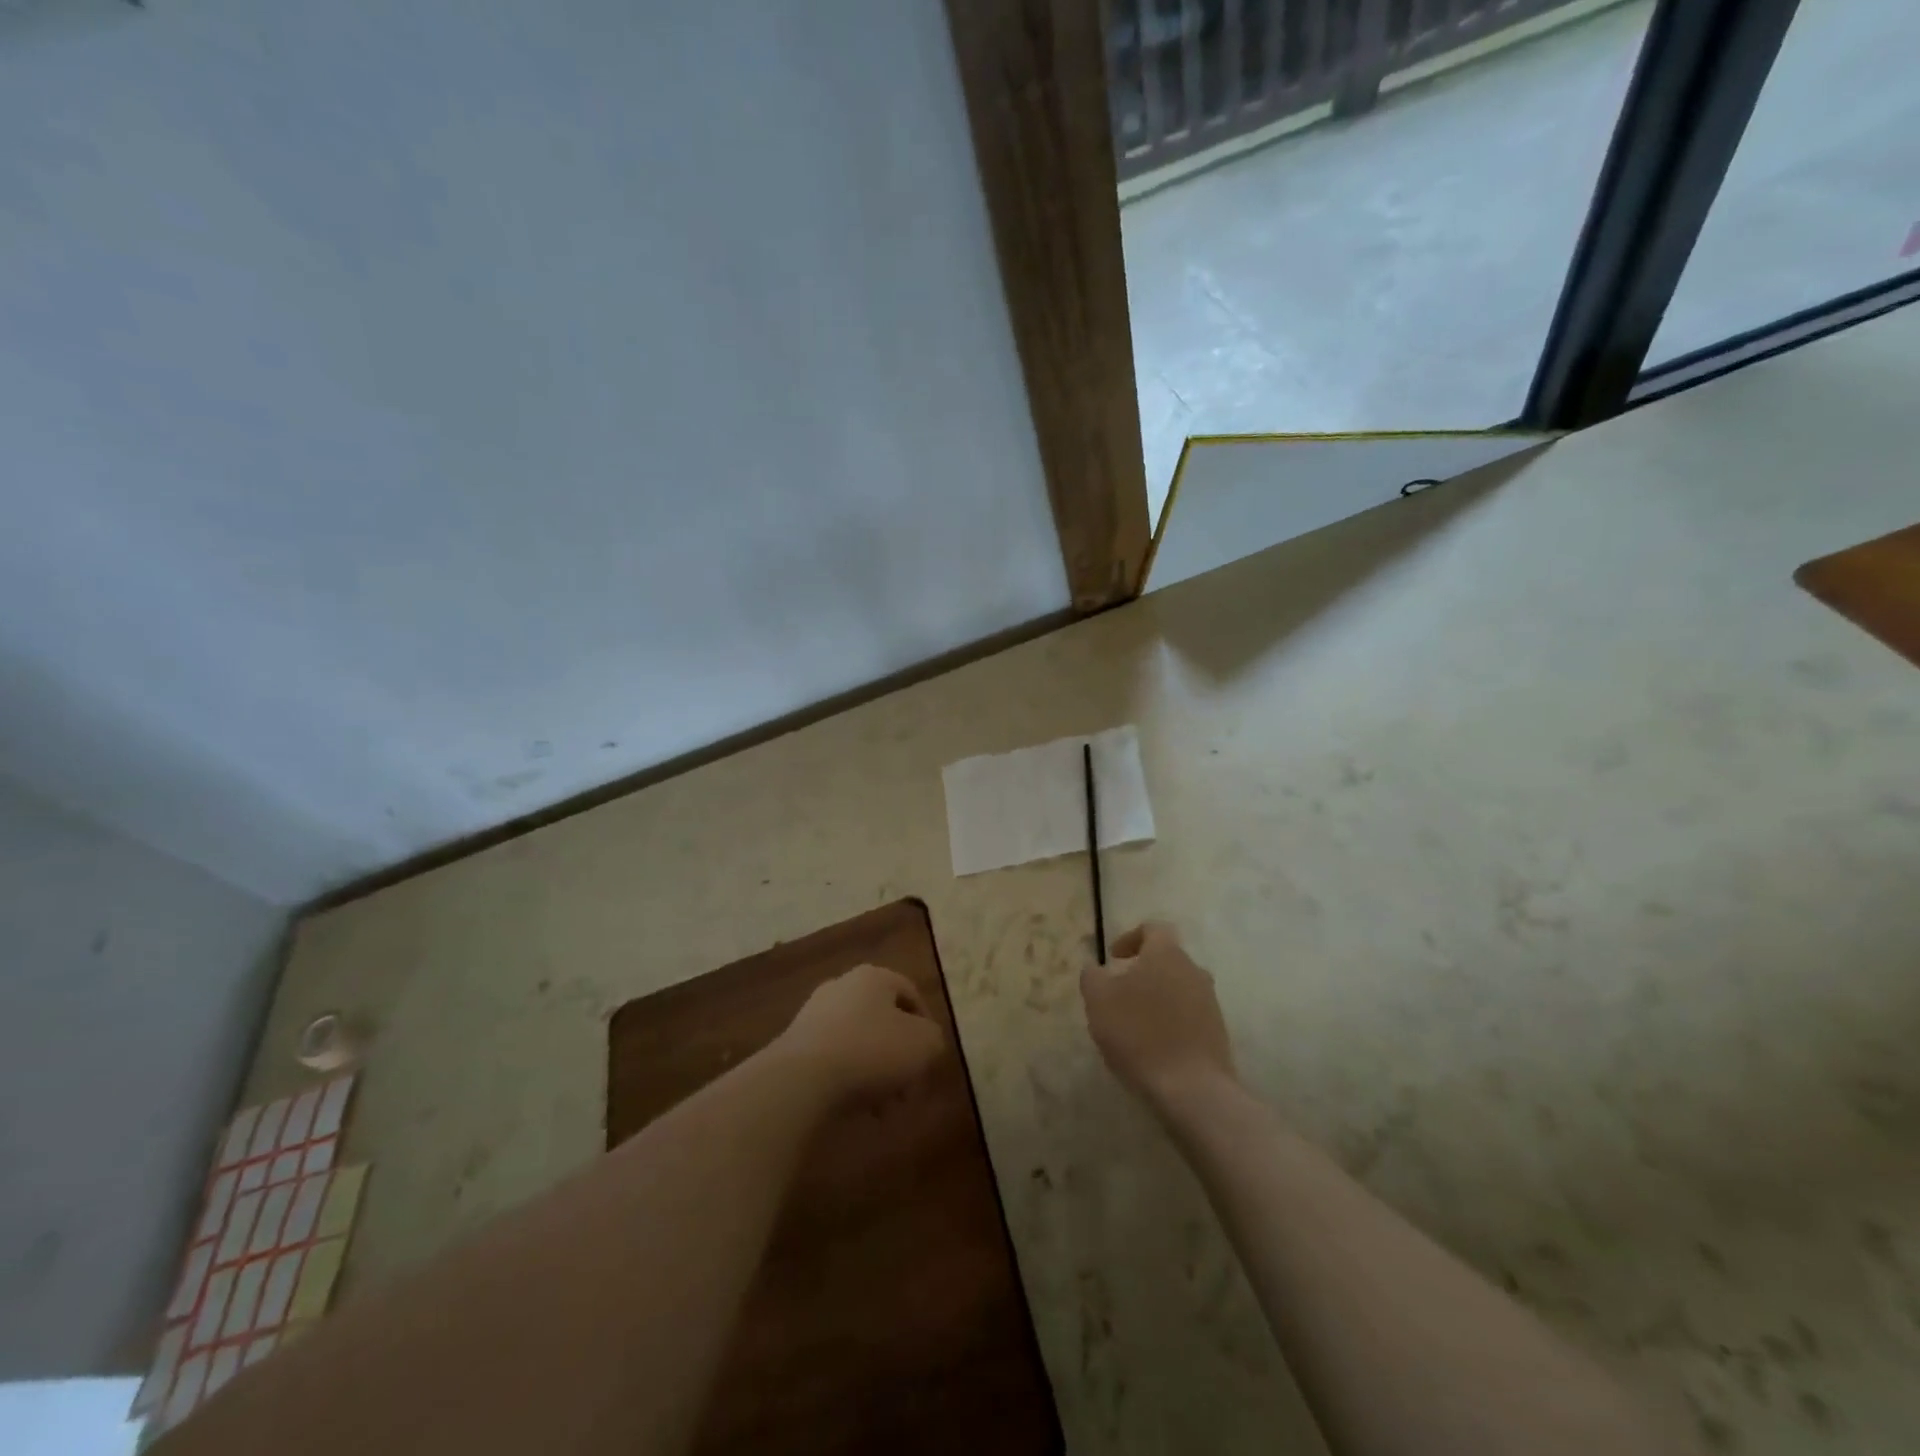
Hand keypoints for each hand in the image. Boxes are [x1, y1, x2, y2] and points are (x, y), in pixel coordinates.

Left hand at [773, 963, 944, 1108]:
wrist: (801, 1079)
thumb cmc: (872, 1051)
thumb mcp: (924, 1045)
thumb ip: (933, 1039)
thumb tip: (926, 1042)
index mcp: (874, 976)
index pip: (910, 993)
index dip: (926, 1026)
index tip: (931, 1059)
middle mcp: (842, 986)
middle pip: (883, 1021)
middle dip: (900, 1057)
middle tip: (909, 1090)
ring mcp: (814, 1015)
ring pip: (859, 1043)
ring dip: (876, 1074)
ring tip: (884, 1109)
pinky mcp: (795, 1045)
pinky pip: (833, 1061)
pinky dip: (848, 1081)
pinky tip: (855, 1108)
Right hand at [1081, 922, 1235, 1109]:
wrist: (1191, 1088)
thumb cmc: (1138, 1033)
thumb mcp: (1098, 999)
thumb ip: (1093, 975)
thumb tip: (1097, 969)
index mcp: (1167, 954)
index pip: (1153, 929)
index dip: (1130, 938)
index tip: (1114, 958)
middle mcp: (1193, 970)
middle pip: (1167, 960)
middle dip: (1143, 971)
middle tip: (1119, 993)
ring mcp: (1210, 1002)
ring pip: (1178, 988)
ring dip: (1157, 997)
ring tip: (1134, 1023)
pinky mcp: (1217, 1032)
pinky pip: (1189, 1015)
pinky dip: (1171, 1021)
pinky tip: (1154, 1045)